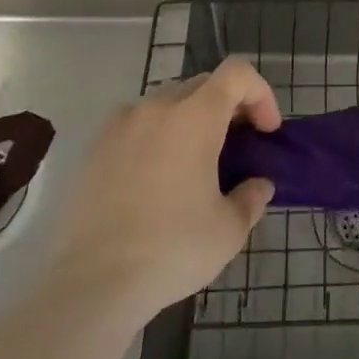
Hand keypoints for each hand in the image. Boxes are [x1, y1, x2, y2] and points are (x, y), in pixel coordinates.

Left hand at [52, 58, 279, 328]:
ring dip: (191, 120)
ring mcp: (120, 125)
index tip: (266, 132)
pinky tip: (154, 180)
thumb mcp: (229, 230)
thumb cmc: (171, 250)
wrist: (91, 285)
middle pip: (203, 85)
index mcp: (195, 117)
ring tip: (195, 164)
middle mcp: (156, 107)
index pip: (237, 74)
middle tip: (238, 148)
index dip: (261, 94)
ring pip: (167, 103)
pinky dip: (156, 137)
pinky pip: (136, 126)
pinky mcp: (94, 149)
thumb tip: (258, 184)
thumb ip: (252, 197)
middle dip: (229, 108)